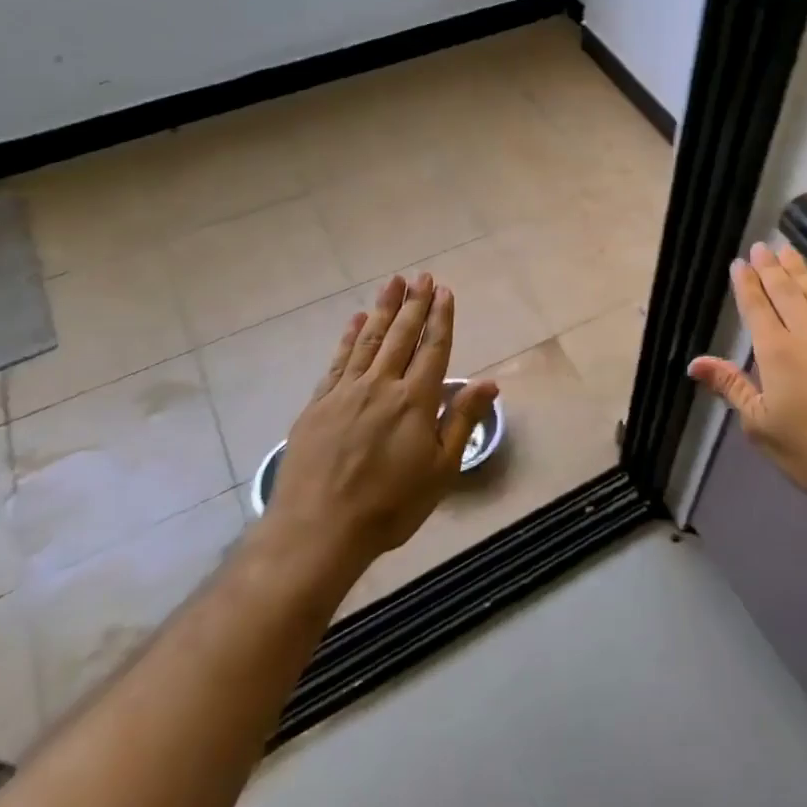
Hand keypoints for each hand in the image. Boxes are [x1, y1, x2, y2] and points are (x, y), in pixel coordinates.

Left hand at [259, 273, 498, 574]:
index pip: (433, 348)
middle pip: (401, 336)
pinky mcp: (318, 405)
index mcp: (414, 400)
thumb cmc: (390, 505)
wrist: (317, 530)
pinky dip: (349, 337)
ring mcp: (346, 392)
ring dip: (383, 310)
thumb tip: (489, 383)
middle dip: (414, 304)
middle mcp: (381, 386)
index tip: (444, 291)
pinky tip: (356, 320)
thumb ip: (462, 420)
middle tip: (421, 276)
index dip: (440, 318)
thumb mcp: (441, 470)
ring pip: (369, 340)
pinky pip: (338, 361)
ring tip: (393, 284)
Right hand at [688, 242, 806, 515]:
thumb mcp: (762, 426)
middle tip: (762, 245)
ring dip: (799, 272)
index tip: (739, 262)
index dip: (746, 284)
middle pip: (785, 293)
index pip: (757, 309)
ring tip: (788, 251)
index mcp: (777, 353)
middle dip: (771, 268)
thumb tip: (695, 363)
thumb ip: (732, 387)